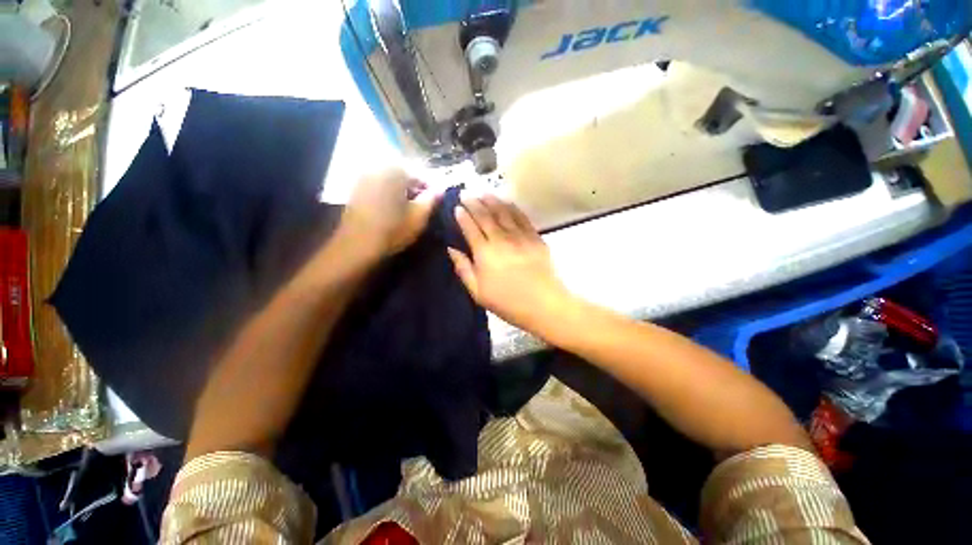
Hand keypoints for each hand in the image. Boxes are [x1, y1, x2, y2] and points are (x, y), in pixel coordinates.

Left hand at [341, 168, 440, 255]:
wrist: (357, 246)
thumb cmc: (393, 230)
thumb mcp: (419, 216)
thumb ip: (431, 199)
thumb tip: (441, 188)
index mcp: (394, 172)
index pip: (419, 176)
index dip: (430, 189)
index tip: (435, 202)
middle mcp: (377, 170)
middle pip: (403, 177)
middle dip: (414, 190)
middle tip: (422, 207)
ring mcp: (363, 180)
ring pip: (390, 183)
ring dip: (401, 193)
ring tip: (408, 210)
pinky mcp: (355, 192)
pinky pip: (378, 189)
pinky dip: (387, 196)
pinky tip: (391, 211)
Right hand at [448, 194, 573, 333]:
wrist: (543, 304)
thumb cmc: (507, 302)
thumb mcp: (478, 292)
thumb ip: (463, 269)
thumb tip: (451, 249)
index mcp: (485, 253)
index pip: (470, 228)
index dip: (462, 216)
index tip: (457, 207)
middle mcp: (501, 239)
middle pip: (485, 216)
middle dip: (474, 203)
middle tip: (466, 193)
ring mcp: (520, 236)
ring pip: (503, 212)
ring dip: (492, 200)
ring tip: (483, 192)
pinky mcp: (535, 237)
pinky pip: (521, 217)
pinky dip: (512, 207)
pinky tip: (507, 202)